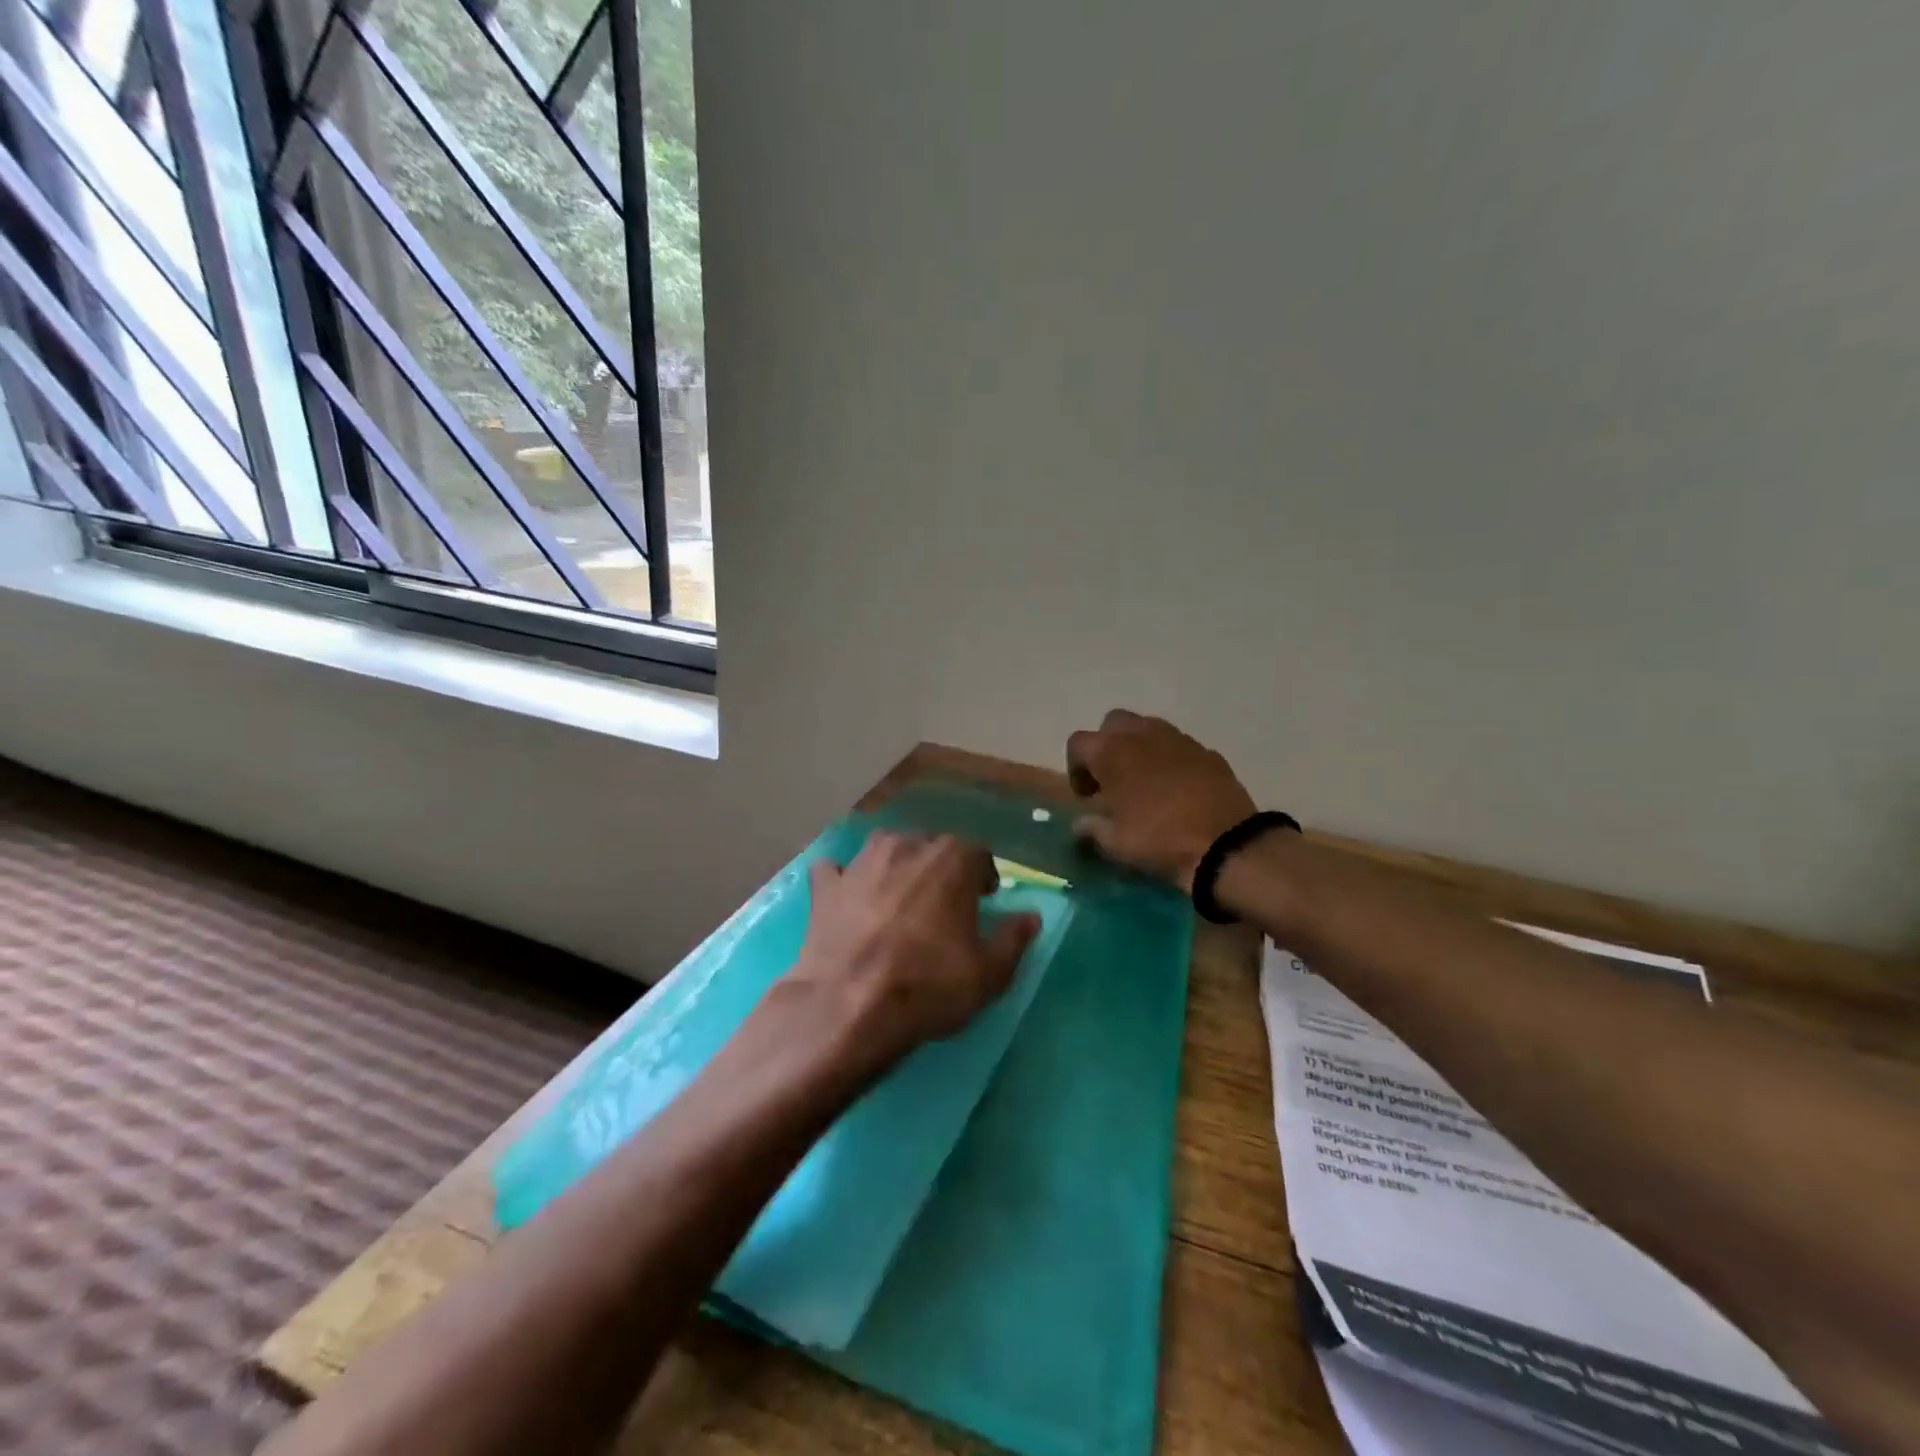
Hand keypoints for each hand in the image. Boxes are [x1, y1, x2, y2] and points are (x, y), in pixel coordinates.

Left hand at [784, 831, 1040, 1073]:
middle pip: (931, 845)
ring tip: (900, 896)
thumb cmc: (928, 986)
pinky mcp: (825, 887)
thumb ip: (1014, 938)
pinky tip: (846, 898)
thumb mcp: (989, 973)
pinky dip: (843, 880)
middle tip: (944, 903)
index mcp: (951, 859)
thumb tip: (1030, 916)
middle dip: (941, 868)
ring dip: (897, 865)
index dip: (983, 876)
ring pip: (886, 848)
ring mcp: (861, 862)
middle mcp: (906, 846)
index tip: (983, 900)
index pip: (977, 852)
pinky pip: (835, 871)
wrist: (848, 1008)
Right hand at [1067, 710, 1256, 891]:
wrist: (1225, 844)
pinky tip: (1178, 790)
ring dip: (1140, 748)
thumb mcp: (1114, 842)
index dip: (1076, 768)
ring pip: (1148, 728)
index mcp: (1112, 751)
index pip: (1078, 743)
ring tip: (1145, 783)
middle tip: (1113, 780)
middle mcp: (1142, 734)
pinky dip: (1171, 760)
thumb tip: (1081, 824)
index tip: (1087, 796)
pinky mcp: (1208, 751)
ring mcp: (1179, 739)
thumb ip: (1091, 828)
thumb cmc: (1158, 839)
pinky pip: (1180, 747)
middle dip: (1108, 746)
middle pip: (1113, 723)